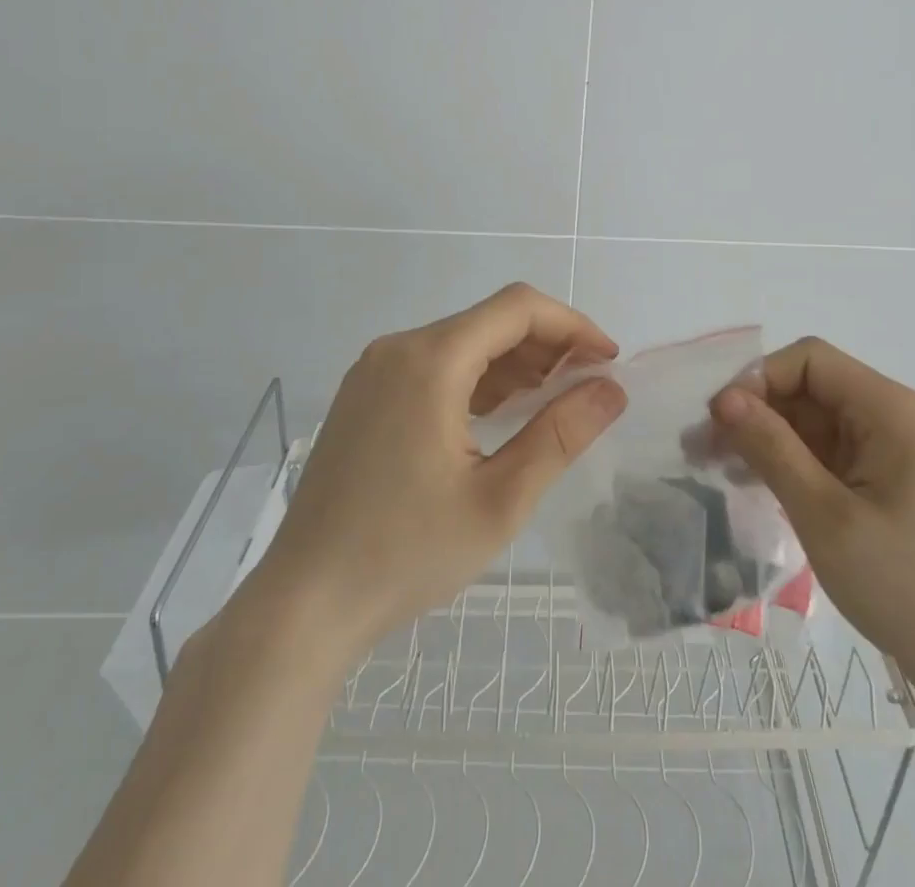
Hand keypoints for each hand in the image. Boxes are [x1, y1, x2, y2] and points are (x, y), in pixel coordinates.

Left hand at [243, 284, 625, 666]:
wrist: (302, 605)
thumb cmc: (405, 554)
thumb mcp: (499, 499)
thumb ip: (561, 434)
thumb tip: (612, 389)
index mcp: (430, 360)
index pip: (517, 308)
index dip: (572, 325)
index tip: (608, 361)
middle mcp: (399, 348)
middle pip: (490, 320)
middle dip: (547, 345)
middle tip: (588, 388)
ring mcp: (376, 371)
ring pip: (463, 342)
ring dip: (514, 363)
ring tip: (554, 402)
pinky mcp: (365, 396)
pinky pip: (435, 366)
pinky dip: (478, 379)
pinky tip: (501, 414)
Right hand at [710, 338, 914, 717]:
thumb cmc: (909, 586)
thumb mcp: (827, 515)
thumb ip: (772, 449)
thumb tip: (724, 398)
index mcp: (887, 409)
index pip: (809, 360)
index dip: (759, 379)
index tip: (718, 421)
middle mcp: (888, 418)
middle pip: (807, 390)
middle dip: (753, 412)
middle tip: (699, 450)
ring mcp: (886, 454)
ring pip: (811, 425)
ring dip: (764, 440)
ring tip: (713, 469)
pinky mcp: (881, 487)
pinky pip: (824, 457)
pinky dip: (787, 466)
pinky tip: (752, 487)